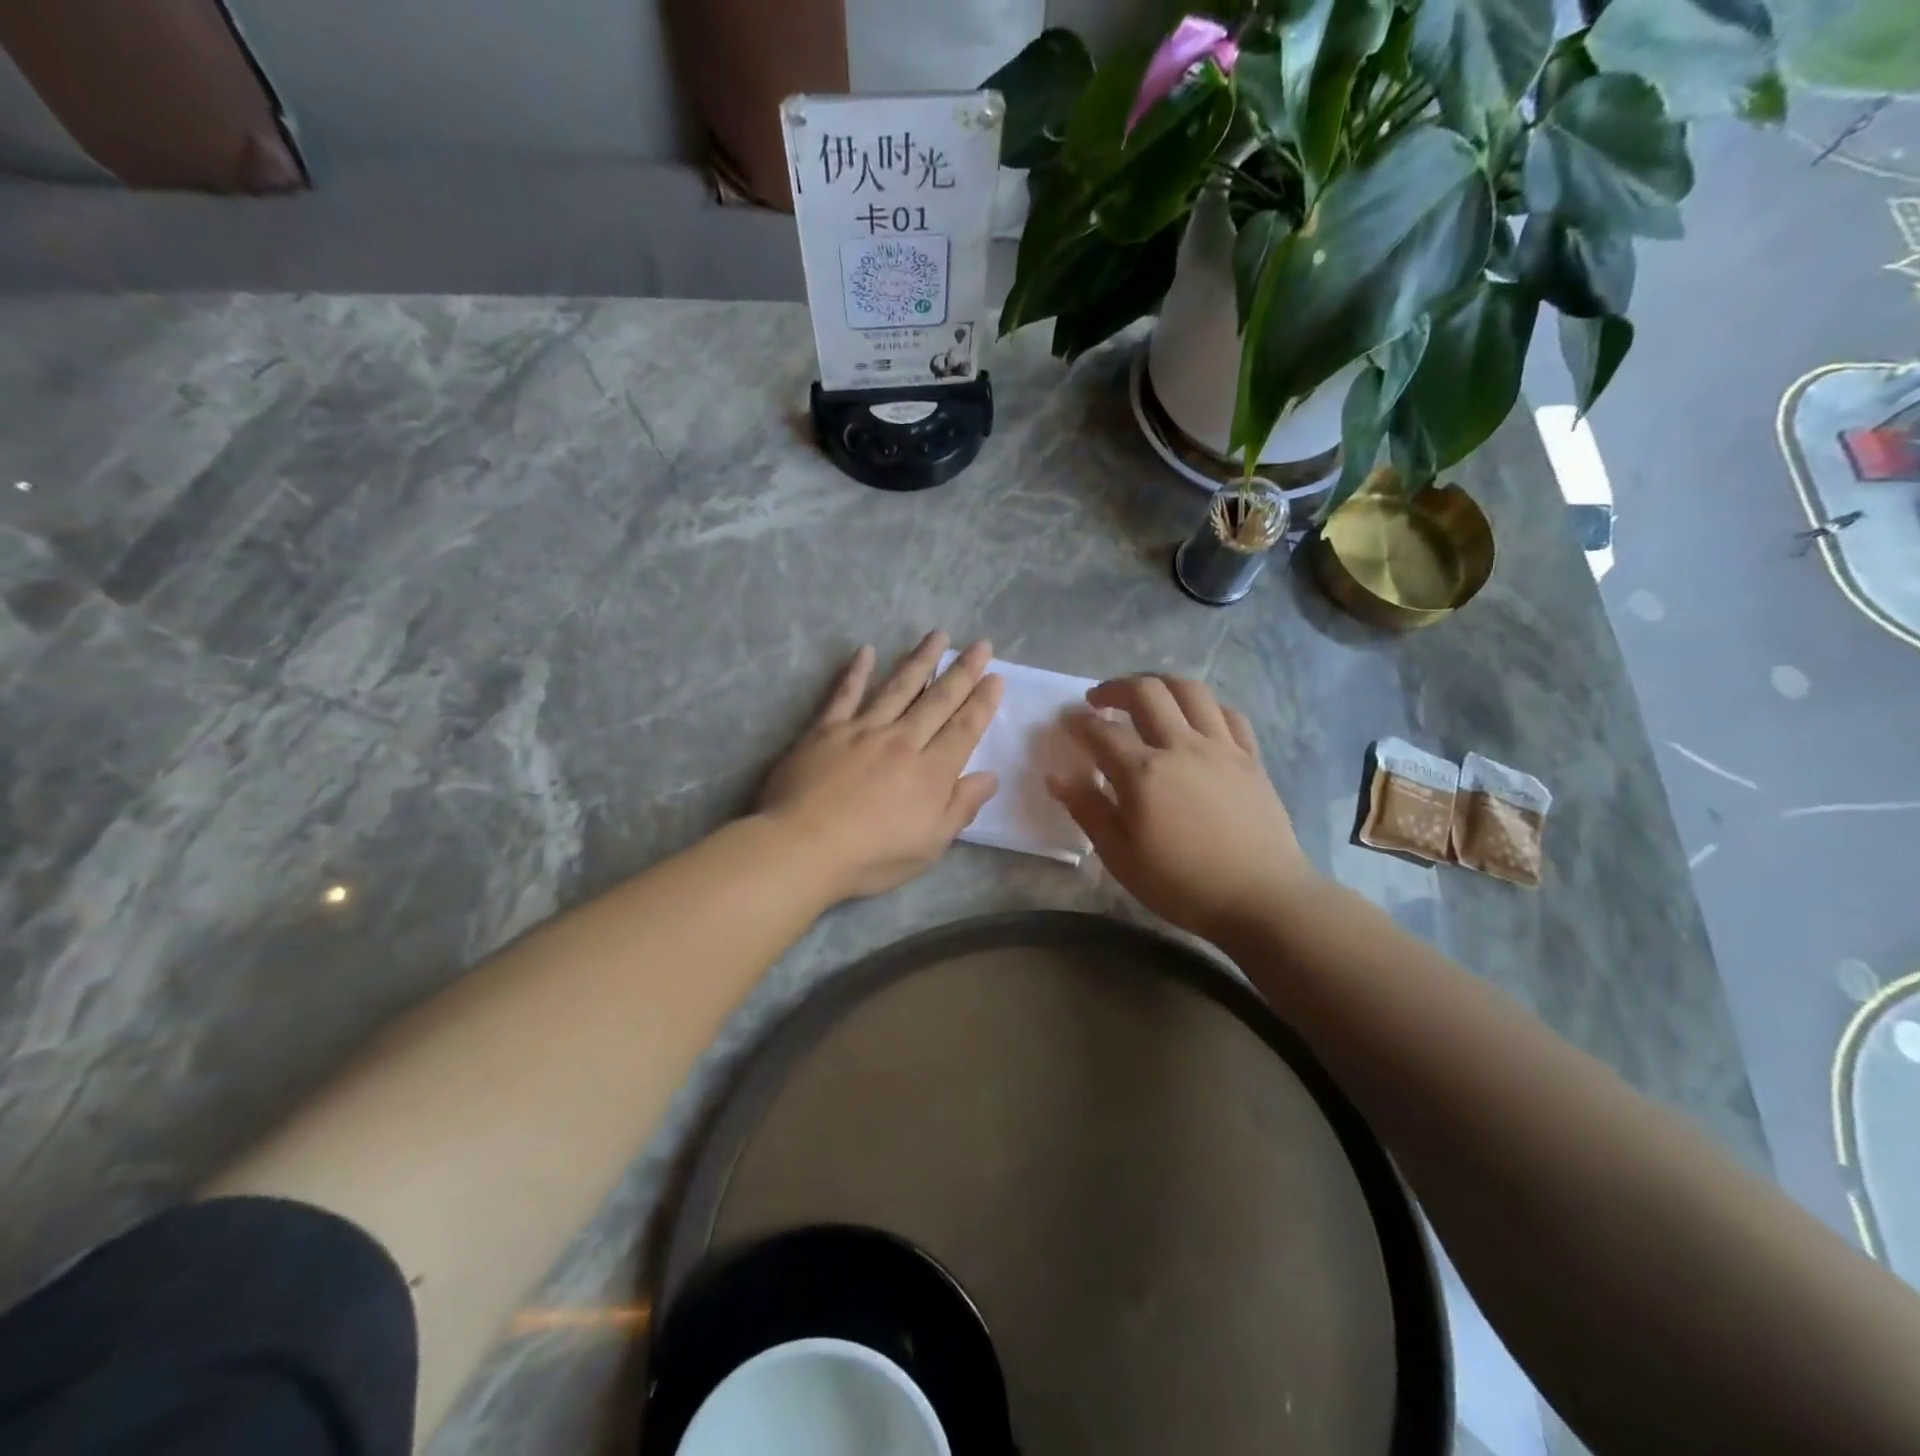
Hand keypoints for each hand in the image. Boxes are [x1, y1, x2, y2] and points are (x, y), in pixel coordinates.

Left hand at [760, 633, 1002, 899]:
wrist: (804, 847)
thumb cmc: (872, 856)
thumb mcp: (930, 844)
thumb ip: (960, 807)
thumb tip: (989, 777)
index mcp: (931, 771)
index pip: (964, 728)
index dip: (982, 702)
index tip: (996, 677)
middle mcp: (902, 741)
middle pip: (938, 700)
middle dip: (962, 671)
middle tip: (980, 644)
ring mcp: (863, 730)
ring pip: (898, 687)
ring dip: (920, 660)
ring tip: (937, 636)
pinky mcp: (826, 730)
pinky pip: (845, 694)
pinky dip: (857, 671)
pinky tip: (867, 651)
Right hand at [1046, 675, 1316, 941]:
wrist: (1261, 898)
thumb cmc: (1182, 884)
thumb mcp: (1121, 856)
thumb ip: (1088, 810)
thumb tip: (1056, 775)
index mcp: (1143, 773)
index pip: (1101, 732)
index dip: (1078, 723)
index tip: (1066, 722)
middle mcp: (1181, 746)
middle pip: (1146, 692)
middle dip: (1115, 687)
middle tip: (1099, 699)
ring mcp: (1221, 747)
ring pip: (1190, 690)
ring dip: (1160, 683)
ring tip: (1146, 694)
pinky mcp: (1250, 757)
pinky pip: (1228, 713)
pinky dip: (1205, 706)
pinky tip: (1196, 718)